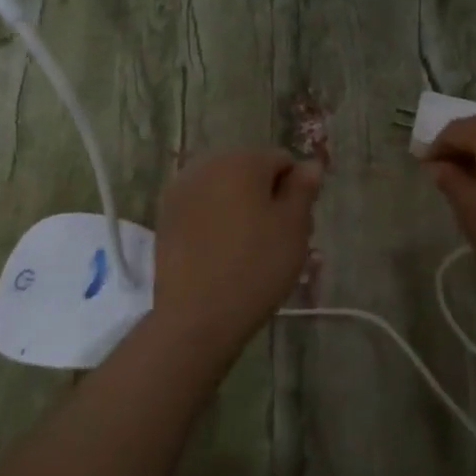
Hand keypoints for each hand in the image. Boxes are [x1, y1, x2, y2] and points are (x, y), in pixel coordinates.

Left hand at [152, 148, 323, 347]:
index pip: (282, 161)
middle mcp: (208, 164)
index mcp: (243, 160)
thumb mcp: (293, 227)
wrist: (196, 315)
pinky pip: (202, 207)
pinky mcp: (166, 216)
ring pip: (225, 189)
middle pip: (250, 171)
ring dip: (240, 207)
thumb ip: (303, 189)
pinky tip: (221, 252)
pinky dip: (215, 221)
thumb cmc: (256, 266)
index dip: (295, 191)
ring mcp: (182, 189)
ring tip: (248, 249)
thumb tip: (310, 164)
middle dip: (266, 196)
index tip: (296, 226)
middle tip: (276, 239)